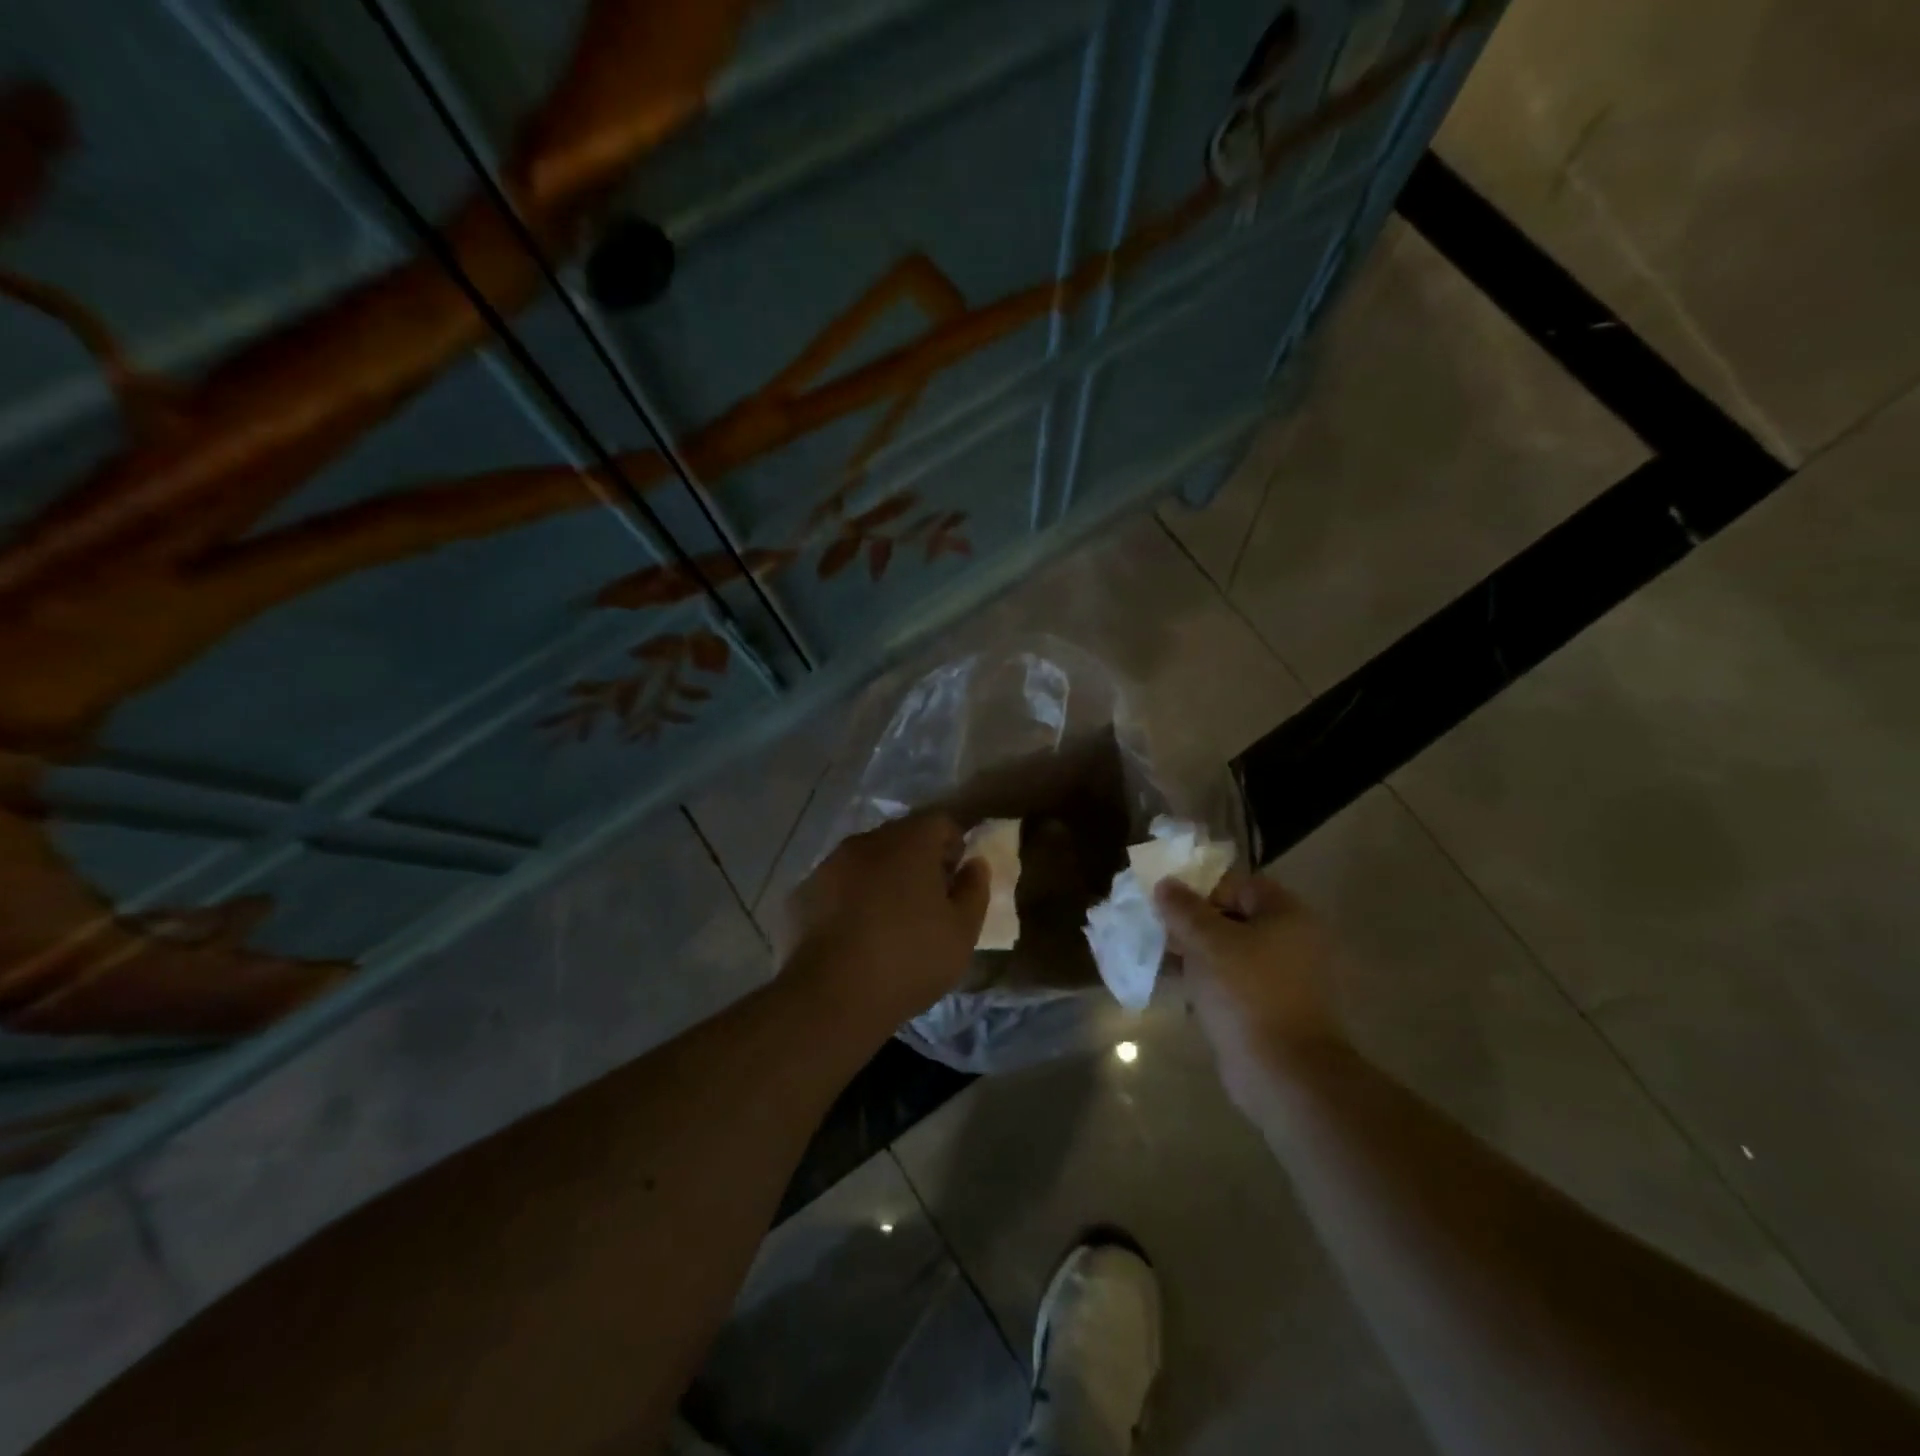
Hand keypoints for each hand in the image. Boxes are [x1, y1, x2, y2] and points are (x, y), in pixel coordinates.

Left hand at [780, 813, 989, 1027]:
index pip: (940, 822)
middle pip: (901, 836)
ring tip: (890, 917)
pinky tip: (856, 932)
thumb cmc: (910, 959)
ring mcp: (830, 865)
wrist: (832, 997)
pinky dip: (852, 896)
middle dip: (918, 858)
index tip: (956, 878)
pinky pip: (839, 883)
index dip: (954, 845)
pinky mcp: (803, 892)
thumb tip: (975, 864)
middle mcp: (866, 841)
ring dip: (883, 876)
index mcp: (909, 842)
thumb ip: (974, 889)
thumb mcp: (962, 931)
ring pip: (867, 858)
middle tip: (928, 899)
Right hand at [1156, 873, 1342, 1097]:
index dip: (1202, 889)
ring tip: (1160, 959)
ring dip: (1197, 954)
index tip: (1168, 904)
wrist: (1283, 1073)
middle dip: (1194, 923)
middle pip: (1234, 918)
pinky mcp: (1271, 1009)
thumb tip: (1165, 883)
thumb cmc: (1246, 993)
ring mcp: (1283, 979)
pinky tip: (1178, 989)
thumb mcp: (1207, 942)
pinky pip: (1234, 984)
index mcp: (1287, 916)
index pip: (1240, 885)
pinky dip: (1208, 982)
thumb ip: (1183, 909)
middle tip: (1159, 931)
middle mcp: (1292, 942)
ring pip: (1230, 953)